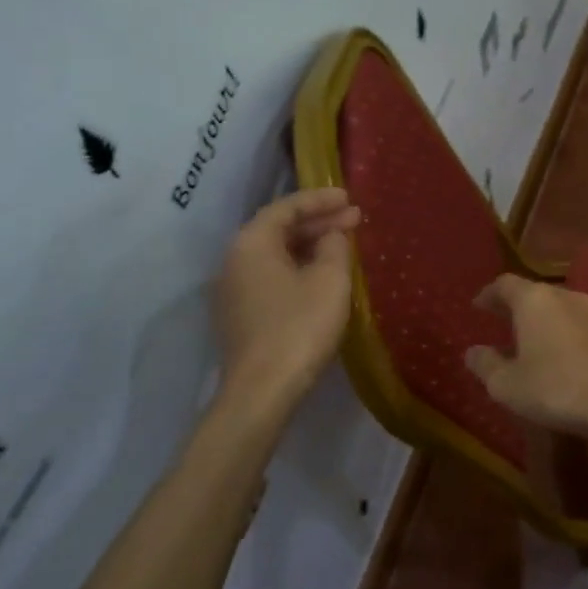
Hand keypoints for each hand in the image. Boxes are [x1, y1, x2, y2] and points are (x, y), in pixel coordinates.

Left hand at [214, 188, 361, 405]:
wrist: (262, 390)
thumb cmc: (299, 327)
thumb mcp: (329, 280)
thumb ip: (334, 247)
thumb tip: (331, 236)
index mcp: (251, 243)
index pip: (286, 207)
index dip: (320, 199)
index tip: (350, 197)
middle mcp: (233, 260)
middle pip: (277, 230)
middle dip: (317, 223)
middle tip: (354, 220)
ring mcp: (233, 290)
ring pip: (274, 255)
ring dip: (309, 247)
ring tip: (342, 246)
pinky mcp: (239, 316)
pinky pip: (271, 278)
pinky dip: (297, 269)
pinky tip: (321, 277)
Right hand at [464, 275, 587, 437]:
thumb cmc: (555, 388)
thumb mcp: (507, 384)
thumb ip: (485, 365)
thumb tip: (472, 352)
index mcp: (534, 299)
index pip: (504, 285)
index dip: (488, 295)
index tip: (477, 306)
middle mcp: (562, 296)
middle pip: (532, 293)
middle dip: (513, 306)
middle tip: (497, 321)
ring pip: (555, 307)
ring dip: (537, 320)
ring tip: (523, 340)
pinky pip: (572, 323)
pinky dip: (557, 332)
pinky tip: (553, 354)